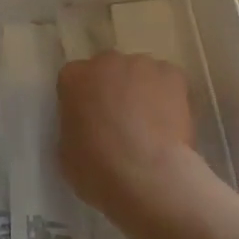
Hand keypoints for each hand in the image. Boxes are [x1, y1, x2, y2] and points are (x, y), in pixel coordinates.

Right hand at [57, 52, 214, 238]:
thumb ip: (75, 127)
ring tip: (151, 126)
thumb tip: (89, 129)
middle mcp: (105, 62)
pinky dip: (170, 97)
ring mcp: (141, 65)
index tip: (91, 122)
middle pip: (108, 70)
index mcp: (72, 78)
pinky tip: (170, 124)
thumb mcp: (66, 151)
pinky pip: (169, 81)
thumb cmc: (97, 168)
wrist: (146, 175)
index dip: (84, 102)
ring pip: (141, 74)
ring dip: (142, 92)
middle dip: (113, 90)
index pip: (74, 81)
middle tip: (121, 123)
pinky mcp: (172, 74)